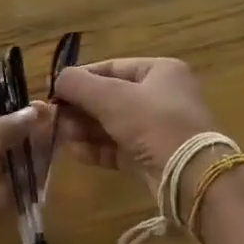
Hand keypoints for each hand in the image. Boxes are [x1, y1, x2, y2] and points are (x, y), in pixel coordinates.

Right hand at [50, 57, 222, 191]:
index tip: (53, 90)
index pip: (110, 68)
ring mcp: (156, 129)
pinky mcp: (150, 157)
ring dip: (83, 129)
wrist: (190, 176)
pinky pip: (117, 147)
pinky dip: (96, 148)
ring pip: (111, 124)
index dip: (80, 78)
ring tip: (60, 135)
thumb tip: (57, 79)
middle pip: (109, 97)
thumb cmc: (153, 123)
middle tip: (53, 117)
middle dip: (79, 108)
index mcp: (159, 72)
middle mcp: (160, 97)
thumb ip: (79, 84)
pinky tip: (75, 152)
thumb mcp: (112, 97)